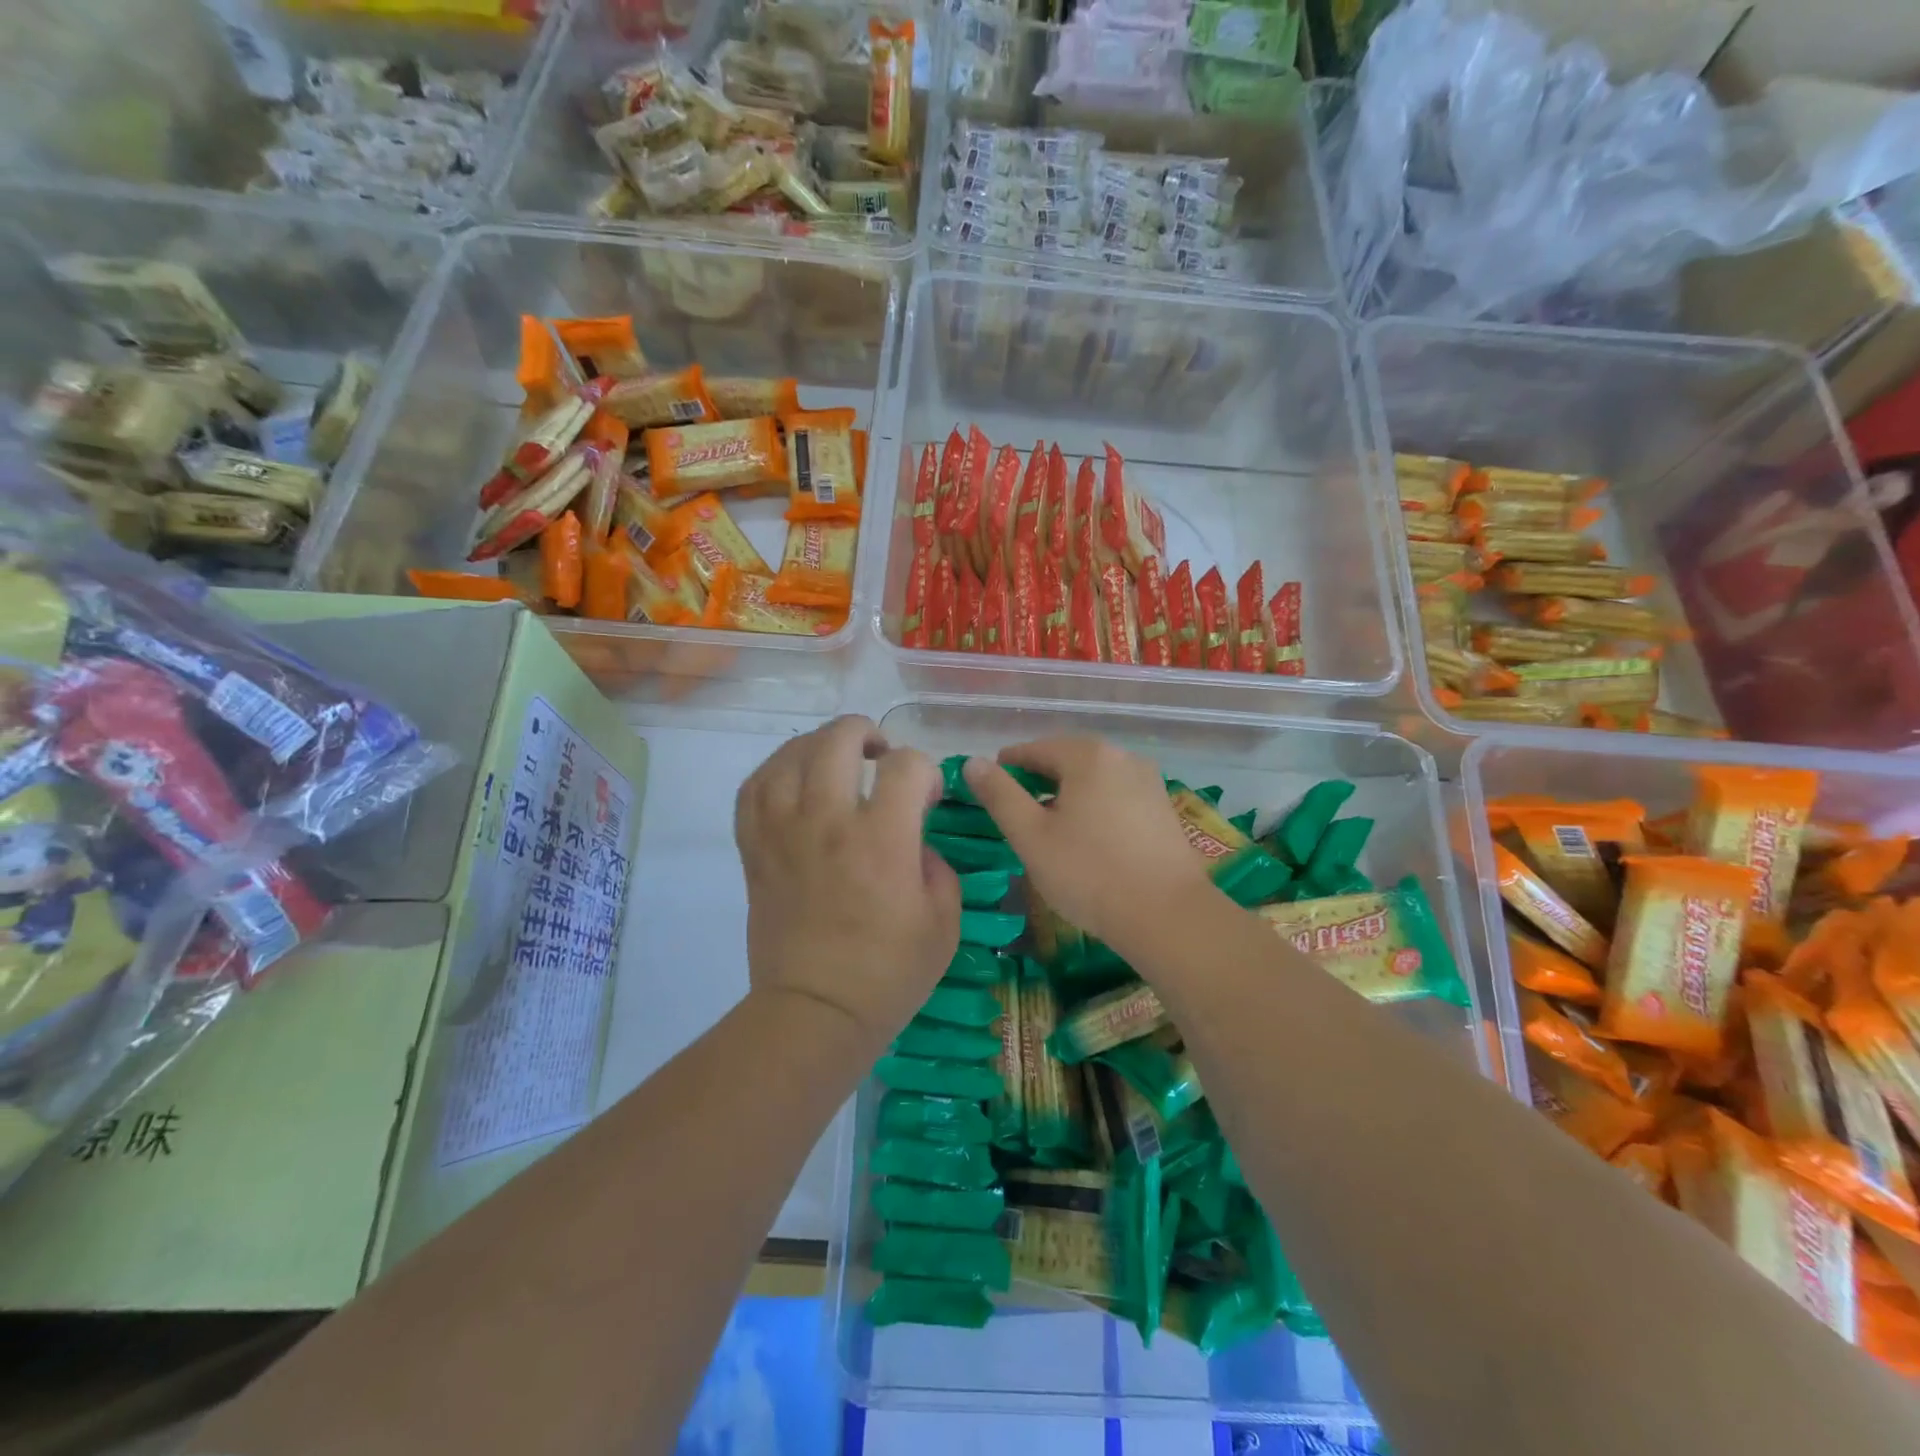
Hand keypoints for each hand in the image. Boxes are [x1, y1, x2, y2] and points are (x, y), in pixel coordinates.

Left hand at [736, 715, 958, 1050]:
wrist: (815, 1012)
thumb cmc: (888, 973)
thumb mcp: (944, 922)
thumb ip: (938, 866)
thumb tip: (916, 841)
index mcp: (882, 839)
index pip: (905, 766)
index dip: (924, 771)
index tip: (926, 797)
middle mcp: (828, 823)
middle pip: (837, 740)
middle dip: (866, 733)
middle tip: (880, 753)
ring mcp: (784, 834)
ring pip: (789, 756)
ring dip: (817, 745)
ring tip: (834, 758)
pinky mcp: (756, 851)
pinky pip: (752, 790)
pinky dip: (772, 772)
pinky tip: (792, 779)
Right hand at [963, 736, 1216, 958]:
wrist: (1167, 916)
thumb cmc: (1089, 873)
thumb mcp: (1031, 836)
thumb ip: (999, 795)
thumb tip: (973, 762)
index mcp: (1087, 755)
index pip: (1033, 750)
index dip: (1006, 769)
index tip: (989, 794)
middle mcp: (1122, 757)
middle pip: (1067, 761)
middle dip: (1038, 783)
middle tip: (1016, 817)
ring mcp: (1149, 781)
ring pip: (1093, 780)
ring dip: (1067, 797)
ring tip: (1050, 832)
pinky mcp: (1163, 809)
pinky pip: (1116, 797)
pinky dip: (1095, 809)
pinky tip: (1088, 841)